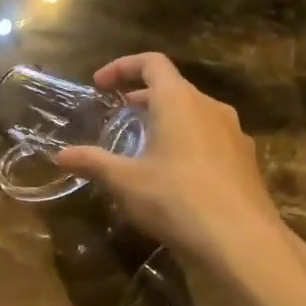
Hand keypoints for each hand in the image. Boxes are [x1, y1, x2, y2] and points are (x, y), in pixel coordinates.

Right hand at [56, 53, 305, 294]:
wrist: (241, 243)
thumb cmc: (175, 199)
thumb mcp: (125, 181)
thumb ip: (92, 163)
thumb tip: (60, 156)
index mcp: (179, 101)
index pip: (152, 63)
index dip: (122, 67)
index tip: (100, 85)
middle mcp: (210, 108)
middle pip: (174, 89)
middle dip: (142, 99)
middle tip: (118, 118)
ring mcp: (234, 135)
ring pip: (194, 115)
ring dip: (166, 123)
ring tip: (143, 149)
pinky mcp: (245, 163)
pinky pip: (210, 140)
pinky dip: (187, 145)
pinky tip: (173, 177)